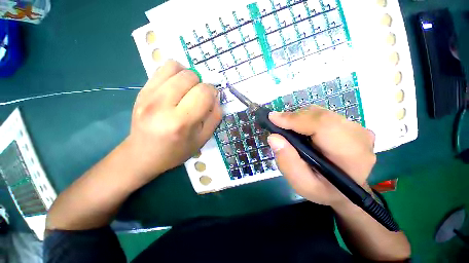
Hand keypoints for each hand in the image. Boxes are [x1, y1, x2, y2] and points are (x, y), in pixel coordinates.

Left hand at [123, 60, 221, 182]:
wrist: (143, 154)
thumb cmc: (177, 150)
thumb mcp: (203, 138)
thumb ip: (215, 116)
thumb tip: (216, 97)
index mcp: (181, 122)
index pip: (204, 92)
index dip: (212, 92)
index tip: (211, 99)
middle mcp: (162, 105)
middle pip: (191, 76)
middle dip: (201, 84)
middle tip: (199, 97)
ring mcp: (148, 95)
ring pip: (176, 67)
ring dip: (188, 76)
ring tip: (188, 89)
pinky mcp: (141, 91)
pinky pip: (162, 69)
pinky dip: (175, 73)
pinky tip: (176, 87)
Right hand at [267, 106, 375, 206]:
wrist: (345, 191)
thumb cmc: (323, 190)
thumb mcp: (301, 184)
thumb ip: (287, 162)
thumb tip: (274, 137)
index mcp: (352, 156)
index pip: (323, 125)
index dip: (296, 119)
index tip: (273, 118)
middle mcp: (359, 136)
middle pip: (320, 115)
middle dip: (294, 118)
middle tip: (277, 125)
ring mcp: (357, 128)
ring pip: (320, 112)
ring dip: (299, 118)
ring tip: (289, 130)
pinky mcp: (351, 124)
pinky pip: (323, 114)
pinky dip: (306, 118)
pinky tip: (301, 130)